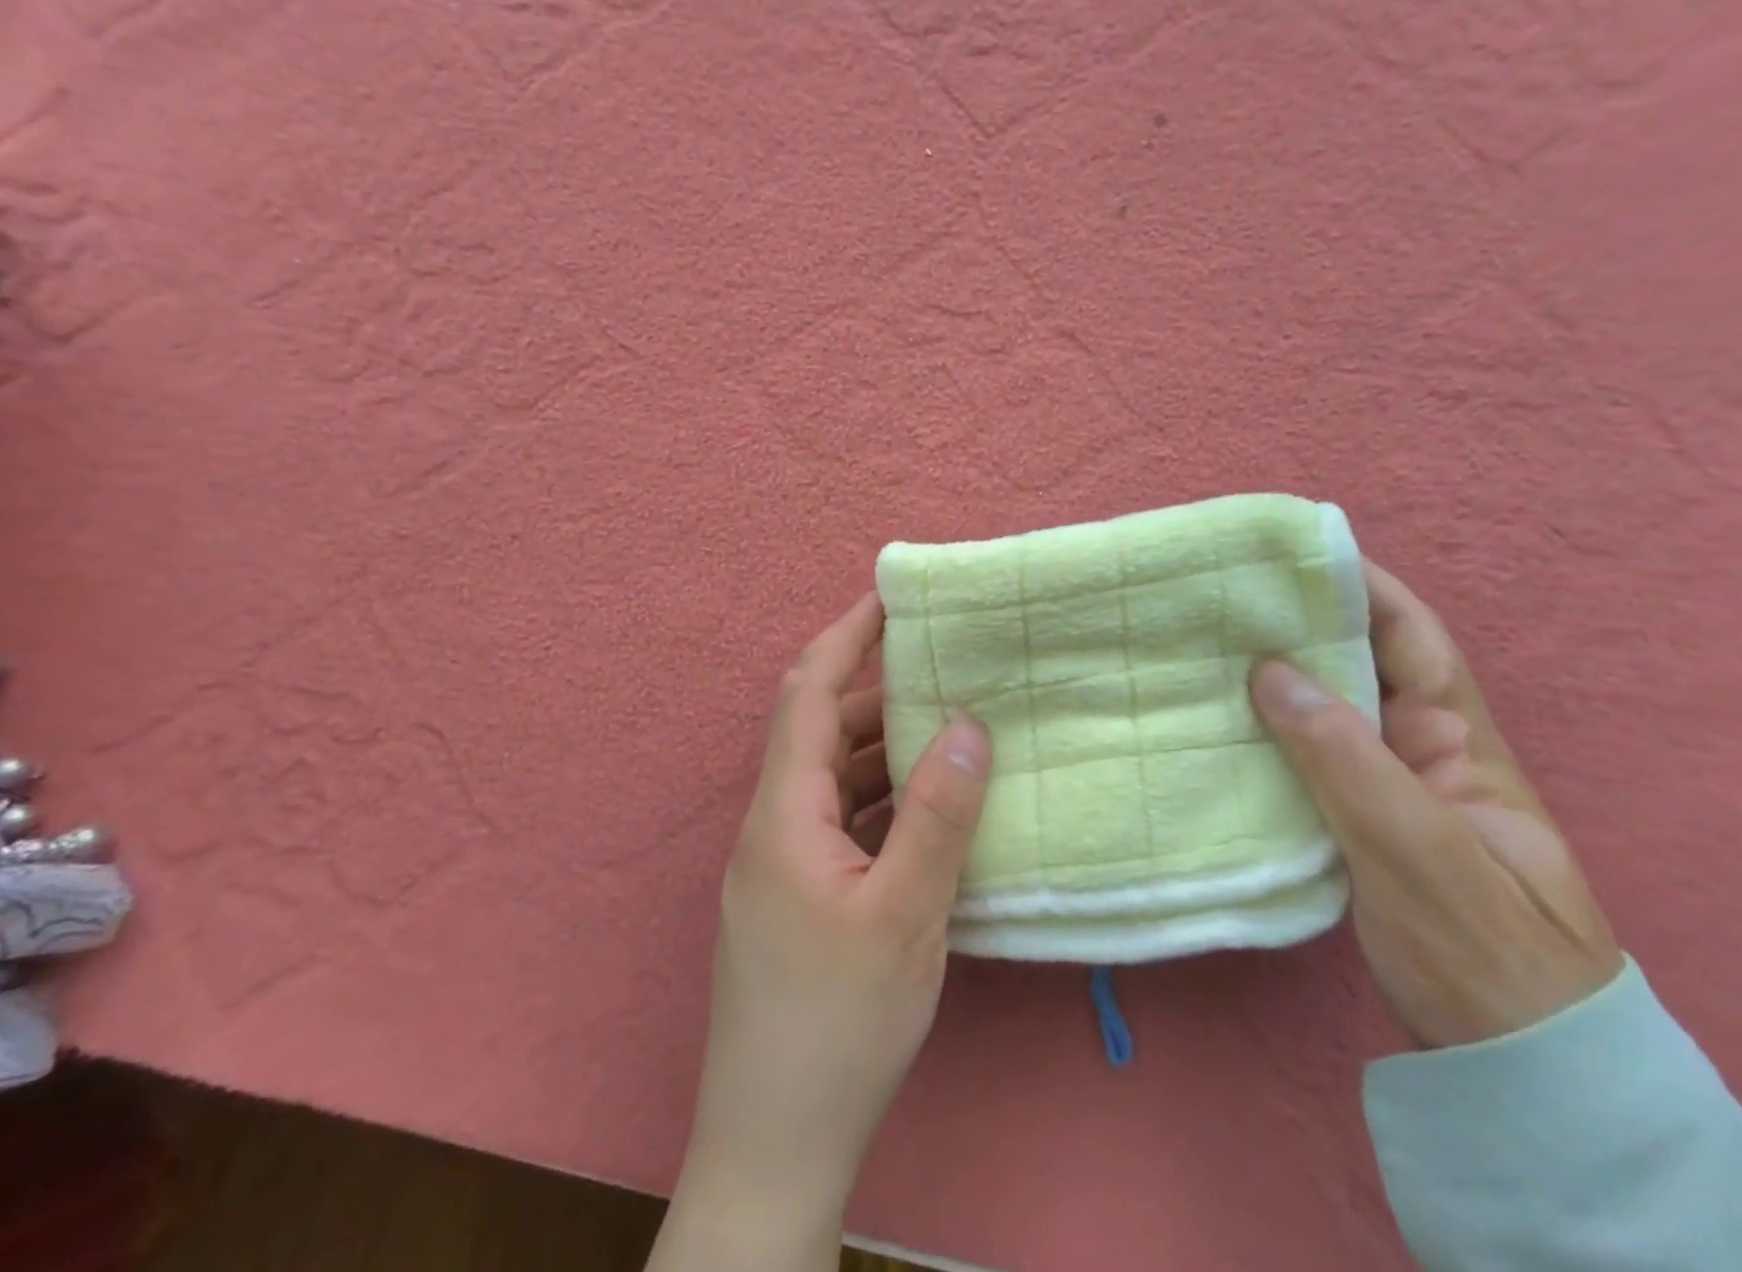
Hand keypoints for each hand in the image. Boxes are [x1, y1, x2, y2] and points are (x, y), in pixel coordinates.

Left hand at [651, 591, 992, 1271]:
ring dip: (881, 747)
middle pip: (819, 730)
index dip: (845, 636)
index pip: (807, 692)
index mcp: (783, 813)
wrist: (774, 1144)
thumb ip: (937, 813)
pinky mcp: (799, 898)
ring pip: (832, 778)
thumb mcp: (904, 913)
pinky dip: (881, 797)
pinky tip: (927, 806)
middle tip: (940, 665)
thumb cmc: (836, 1024)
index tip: (889, 597)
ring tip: (945, 726)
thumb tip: (968, 724)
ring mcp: (783, 864)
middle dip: (874, 690)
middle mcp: (774, 825)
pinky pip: (842, 820)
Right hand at [1249, 562, 1621, 1048]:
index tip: (1293, 553)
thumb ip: (1343, 756)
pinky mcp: (1348, 819)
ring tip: (1205, 647)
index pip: (1411, 636)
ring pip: (1323, 711)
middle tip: (1223, 599)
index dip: (1361, 585)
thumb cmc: (1480, 948)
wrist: (1508, 1061)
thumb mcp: (1416, 848)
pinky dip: (1262, 731)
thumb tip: (1268, 670)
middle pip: (1358, 665)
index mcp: (1455, 739)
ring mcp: (1381, 785)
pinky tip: (1216, 721)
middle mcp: (1417, 747)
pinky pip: (1301, 756)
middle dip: (1299, 625)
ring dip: (1274, 677)